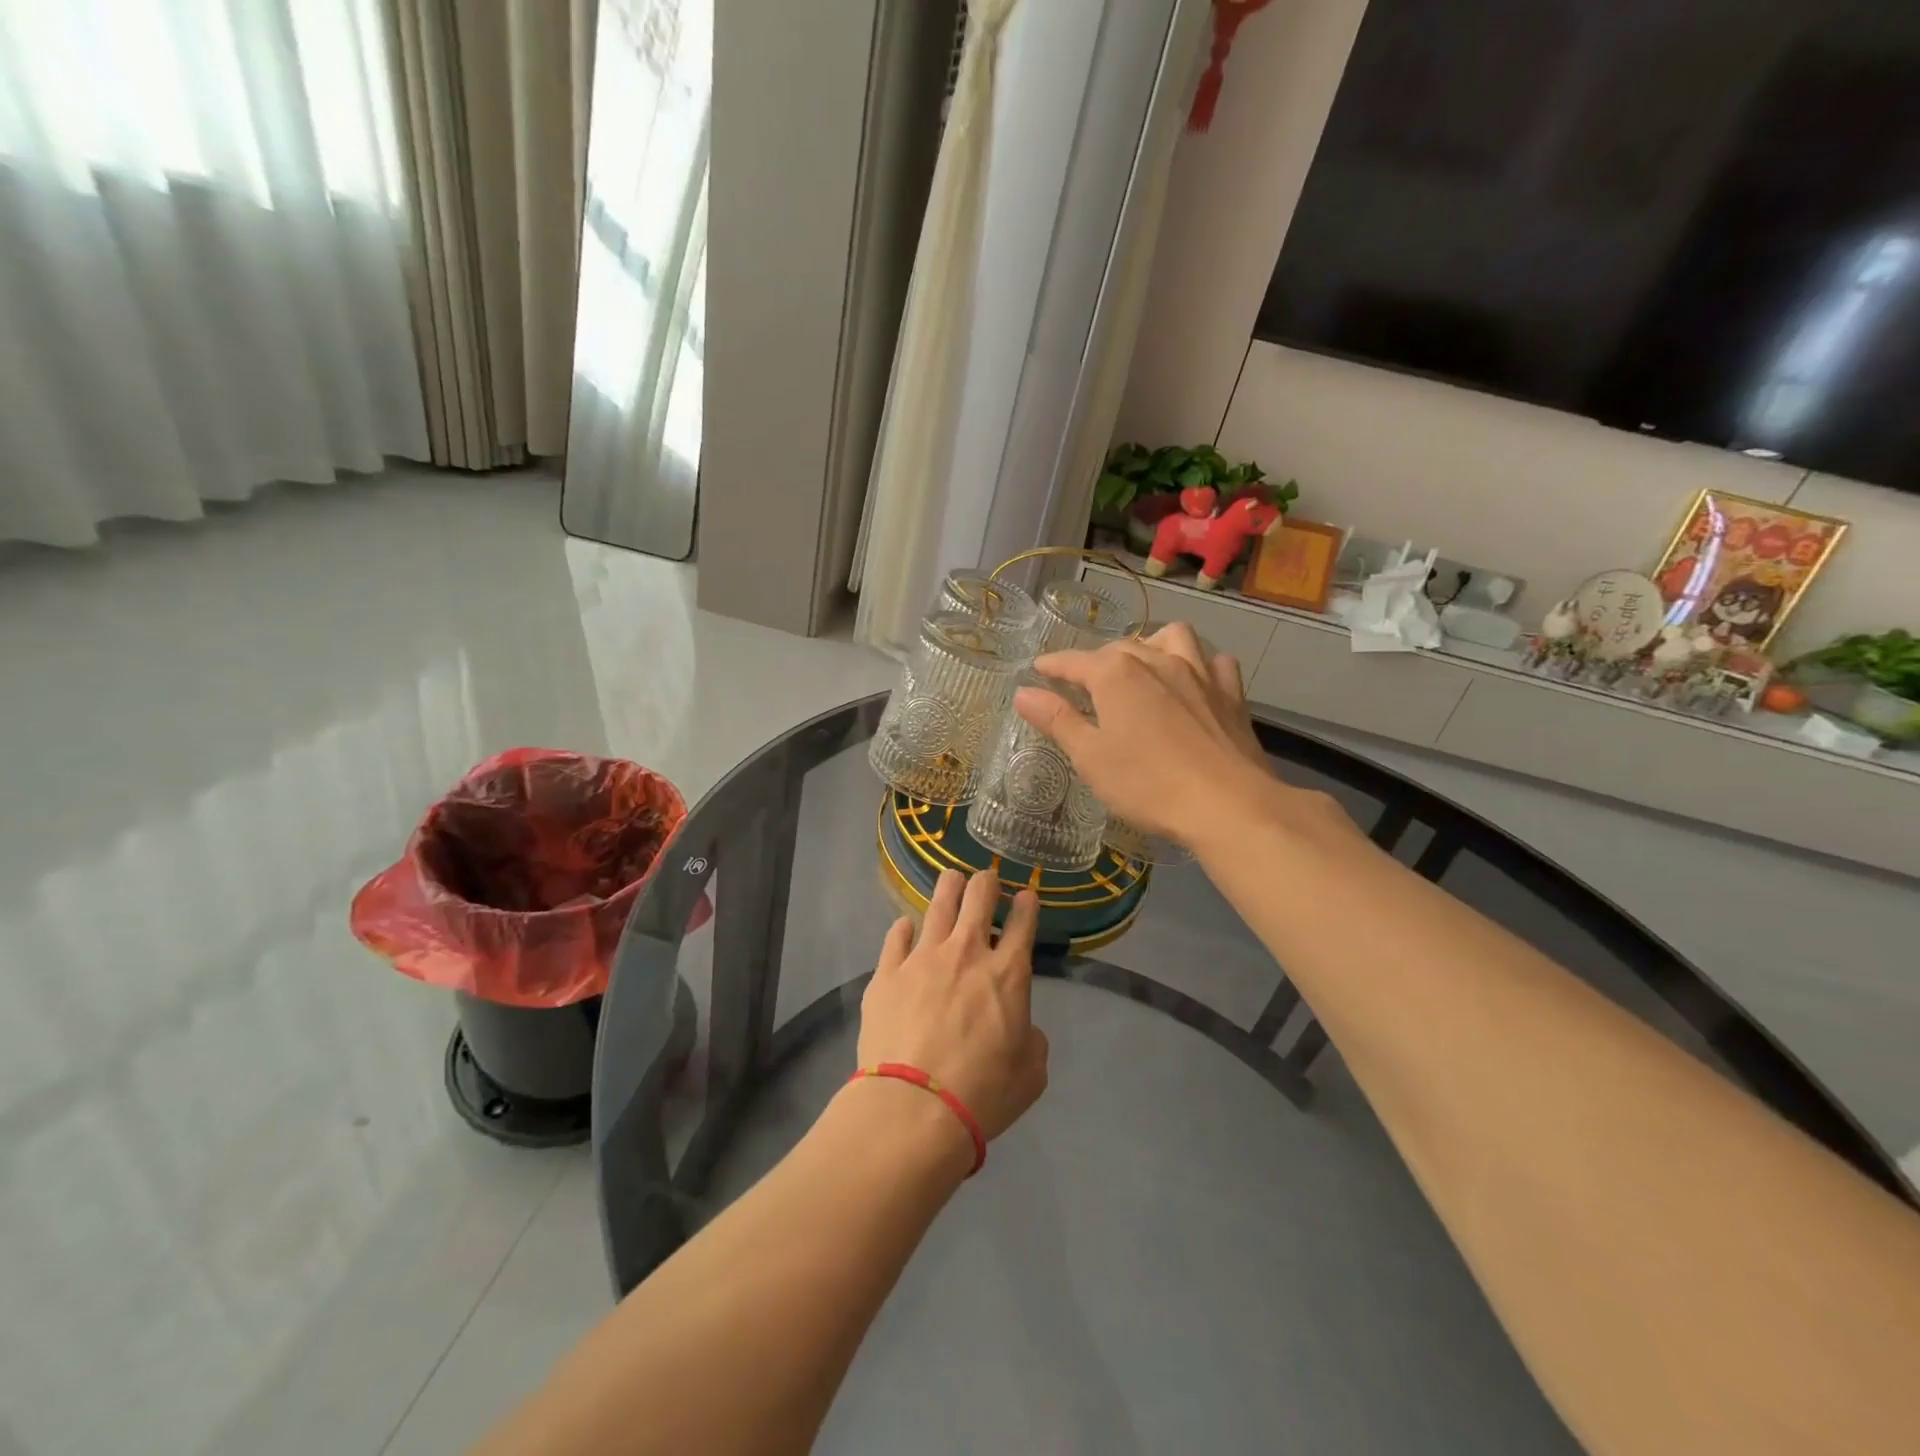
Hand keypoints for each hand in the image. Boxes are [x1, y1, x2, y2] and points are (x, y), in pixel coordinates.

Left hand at [858, 870, 1048, 1142]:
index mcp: (1008, 973)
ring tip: (952, 880)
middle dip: (986, 883)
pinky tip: (906, 928)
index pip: (1023, 922)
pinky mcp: (887, 972)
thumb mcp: (1031, 1074)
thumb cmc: (982, 1093)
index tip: (1025, 897)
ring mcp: (922, 957)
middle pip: (979, 896)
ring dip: (949, 887)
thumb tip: (1021, 1027)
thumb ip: (1032, 1040)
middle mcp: (967, 952)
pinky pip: (896, 935)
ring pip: (938, 903)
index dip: (1026, 904)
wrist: (913, 1108)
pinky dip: (904, 929)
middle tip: (986, 883)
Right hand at [1012, 622, 1277, 847]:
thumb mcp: (1090, 757)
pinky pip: (1214, 663)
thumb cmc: (1147, 784)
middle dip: (1097, 660)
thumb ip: (1058, 720)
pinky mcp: (1231, 694)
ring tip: (1142, 666)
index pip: (1075, 661)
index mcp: (1116, 675)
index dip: (1054, 665)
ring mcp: (1199, 673)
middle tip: (1084, 683)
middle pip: (1120, 648)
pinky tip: (1195, 682)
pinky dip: (1200, 665)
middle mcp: (1157, 661)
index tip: (1039, 668)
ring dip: (1151, 645)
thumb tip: (1023, 692)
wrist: (1227, 804)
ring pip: (1172, 638)